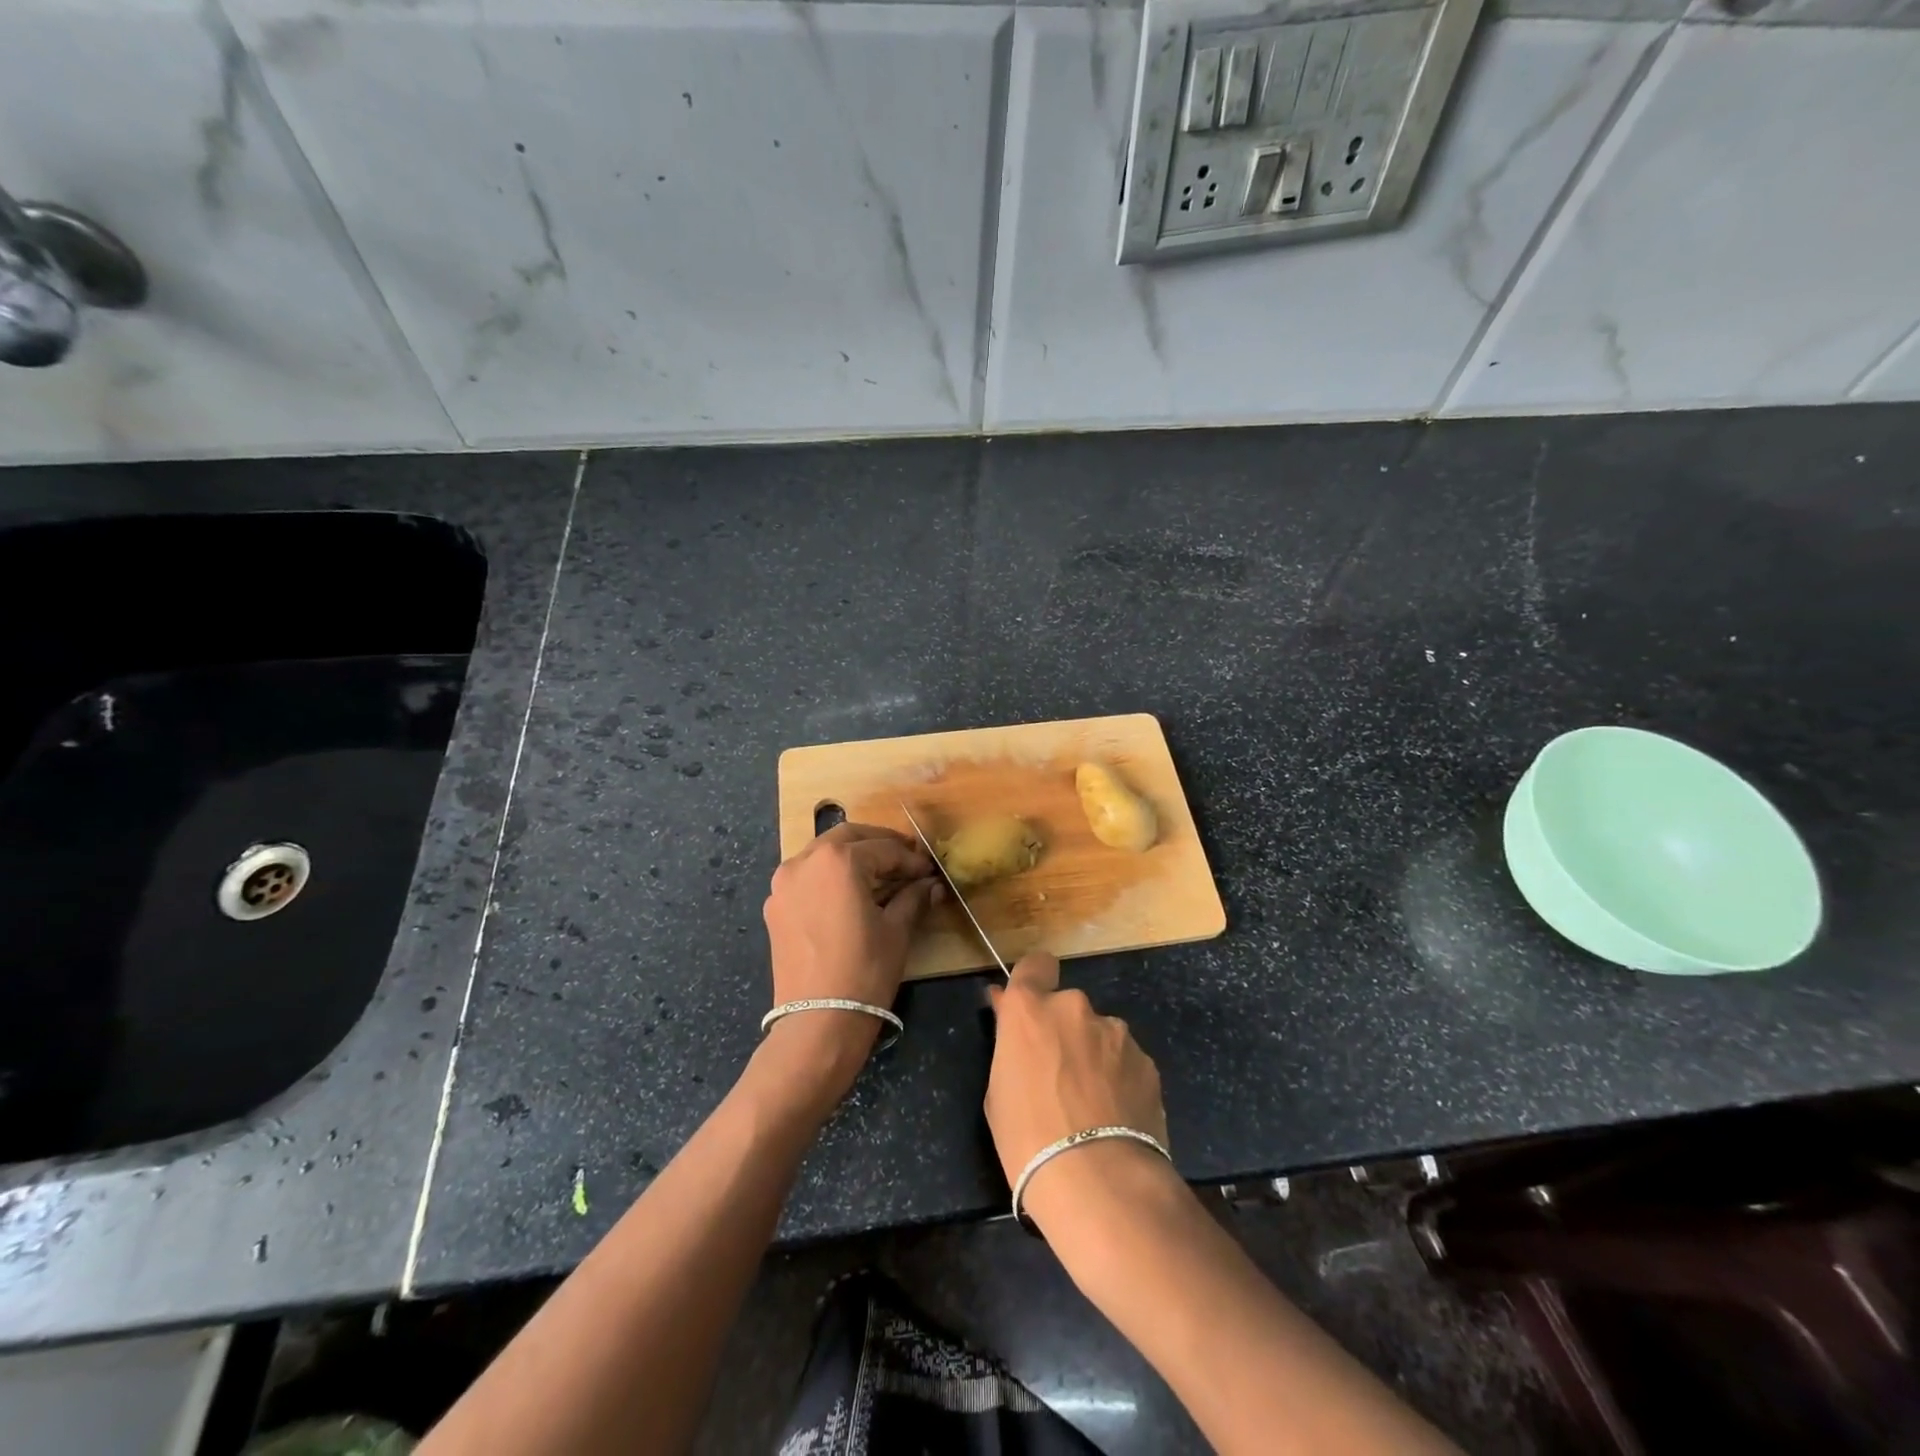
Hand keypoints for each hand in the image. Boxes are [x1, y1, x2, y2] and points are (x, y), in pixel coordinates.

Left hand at [761, 823, 943, 1079]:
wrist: (818, 1021)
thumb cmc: (865, 970)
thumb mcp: (897, 930)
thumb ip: (913, 897)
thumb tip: (931, 884)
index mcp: (838, 860)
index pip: (883, 849)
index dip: (910, 859)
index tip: (929, 870)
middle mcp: (804, 861)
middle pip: (848, 837)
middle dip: (879, 844)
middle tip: (905, 859)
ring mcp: (784, 884)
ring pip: (822, 853)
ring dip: (852, 856)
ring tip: (879, 875)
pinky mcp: (775, 907)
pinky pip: (806, 877)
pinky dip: (829, 875)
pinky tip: (849, 895)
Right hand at [985, 953, 1171, 1227]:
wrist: (1100, 1182)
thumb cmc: (1028, 1139)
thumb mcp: (998, 1092)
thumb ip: (1008, 1043)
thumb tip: (1006, 1012)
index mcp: (1031, 1008)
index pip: (1035, 964)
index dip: (1034, 981)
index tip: (1030, 1010)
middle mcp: (1074, 1007)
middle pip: (1067, 1007)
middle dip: (1063, 1031)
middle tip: (1058, 1076)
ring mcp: (1115, 1032)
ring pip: (1099, 1035)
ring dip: (1094, 1056)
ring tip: (1093, 1106)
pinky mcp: (1147, 1061)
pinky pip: (1125, 1061)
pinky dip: (1120, 1079)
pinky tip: (1116, 1118)